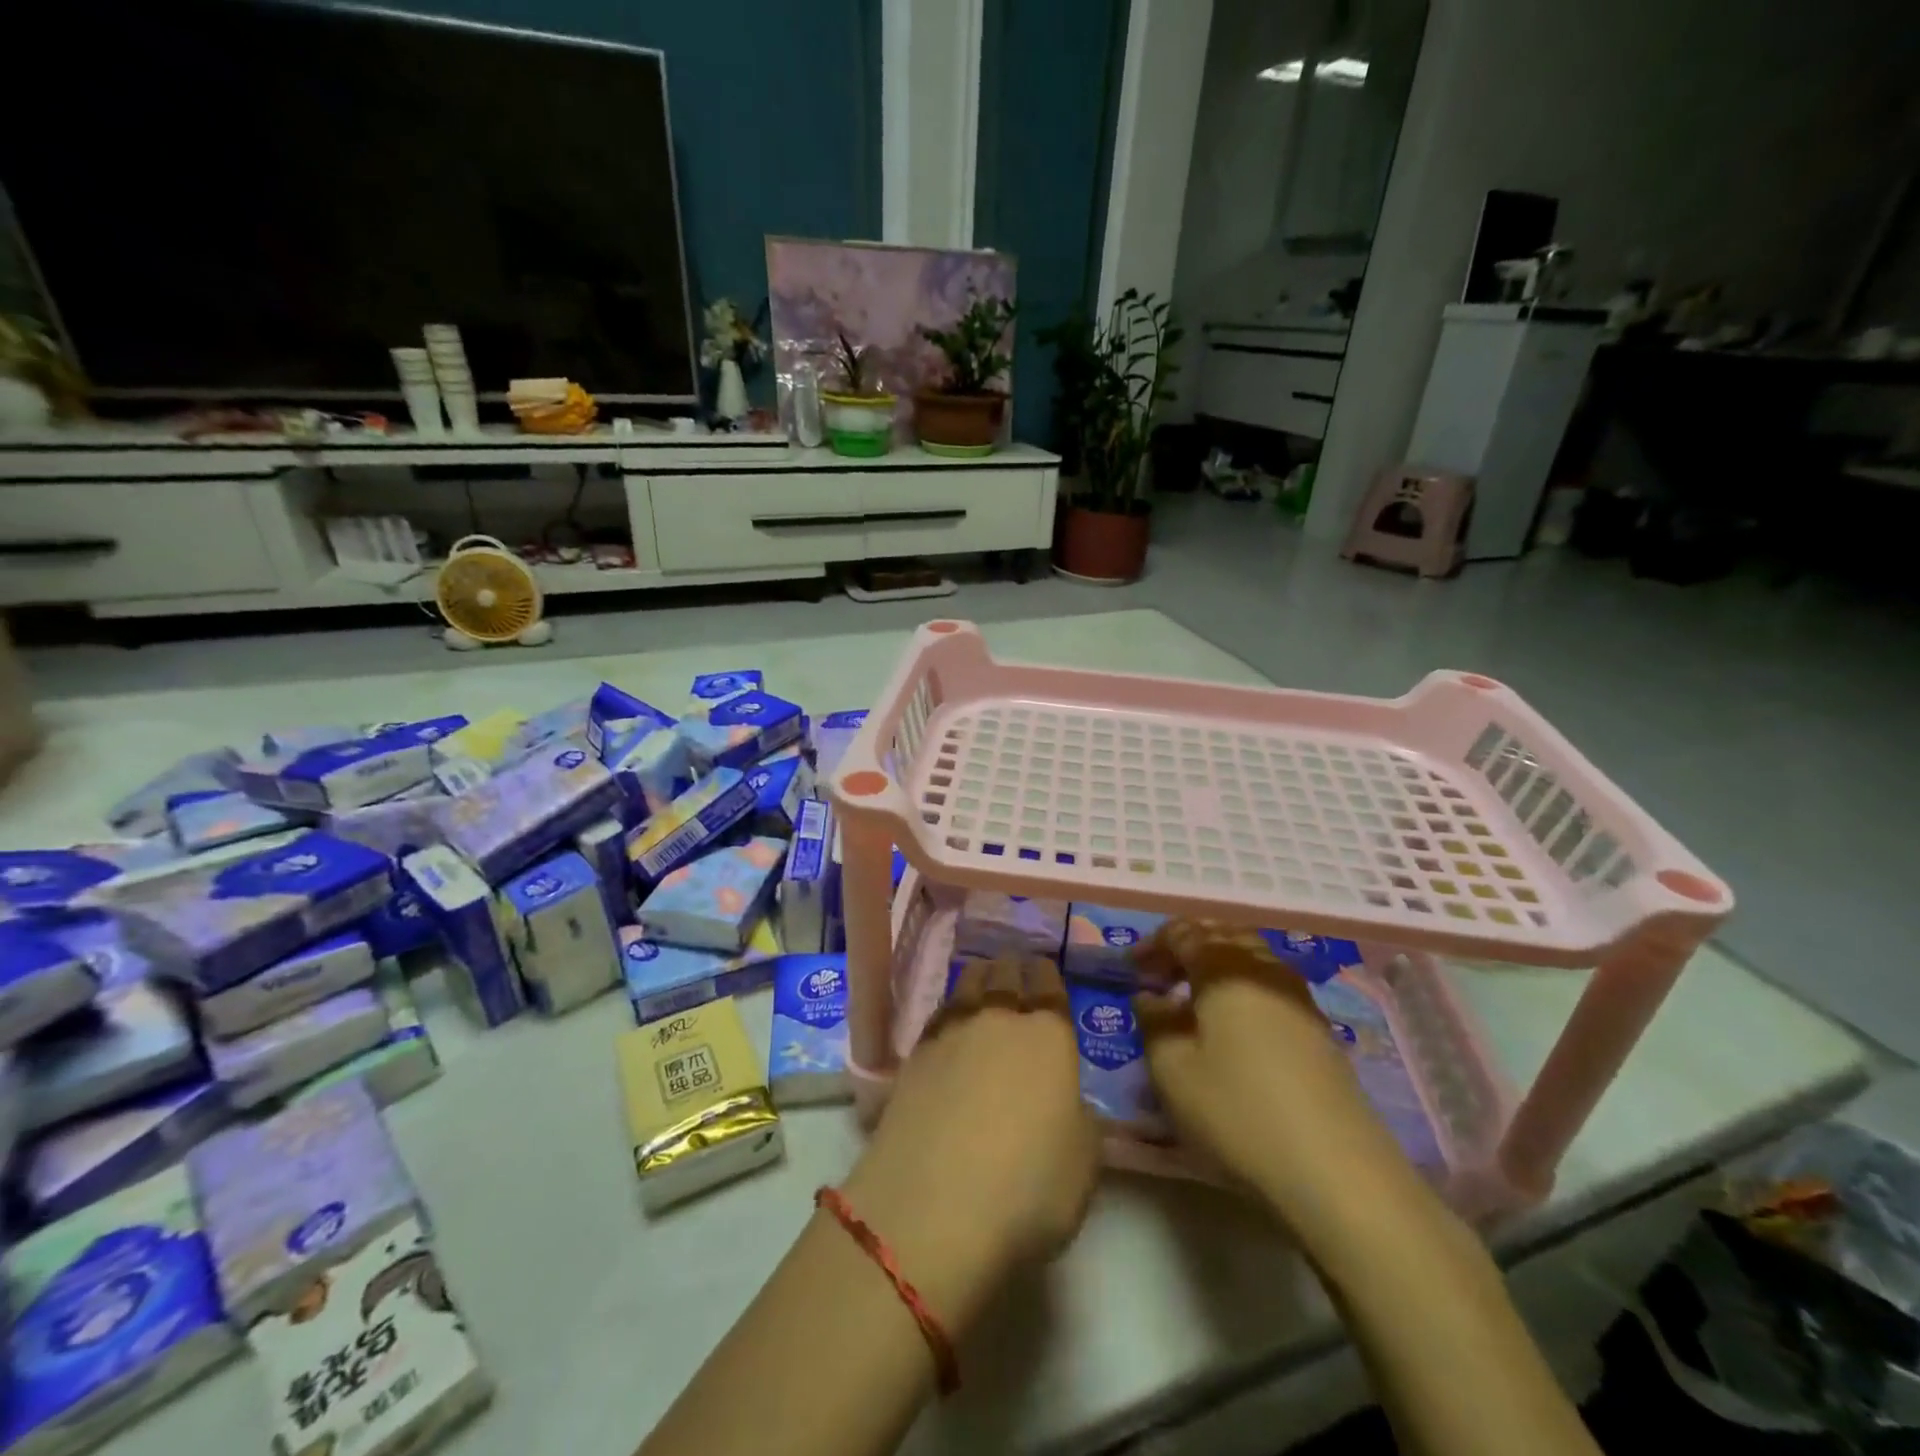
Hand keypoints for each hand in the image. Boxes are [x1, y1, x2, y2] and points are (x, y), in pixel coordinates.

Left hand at [841, 955, 1098, 1328]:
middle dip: (1012, 968)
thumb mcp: (1084, 1165)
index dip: (1047, 974)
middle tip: (1014, 969)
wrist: (932, 1208)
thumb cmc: (1027, 1189)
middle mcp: (998, 1020)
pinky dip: (949, 1010)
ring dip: (978, 978)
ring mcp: (950, 1034)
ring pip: (966, 985)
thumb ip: (1081, 1121)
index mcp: (1049, 1036)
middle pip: (1004, 975)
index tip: (1044, 970)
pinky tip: (950, 1023)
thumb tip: (1069, 1102)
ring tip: (981, 980)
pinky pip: (938, 1015)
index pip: (1049, 986)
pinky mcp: (913, 1056)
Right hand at [1134, 920, 1411, 1211]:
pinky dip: (1242, 984)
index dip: (1153, 944)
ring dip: (1217, 963)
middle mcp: (1264, 967)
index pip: (1184, 932)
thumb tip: (1150, 997)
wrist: (1336, 1169)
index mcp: (1224, 966)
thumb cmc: (1238, 1110)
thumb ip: (1153, 1022)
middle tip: (1160, 974)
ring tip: (1193, 996)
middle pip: (1222, 934)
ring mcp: (1298, 995)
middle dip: (1187, 945)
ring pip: (1250, 955)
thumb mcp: (1172, 1069)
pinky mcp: (1318, 1027)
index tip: (1130, 969)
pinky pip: (1269, 982)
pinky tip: (1232, 1022)